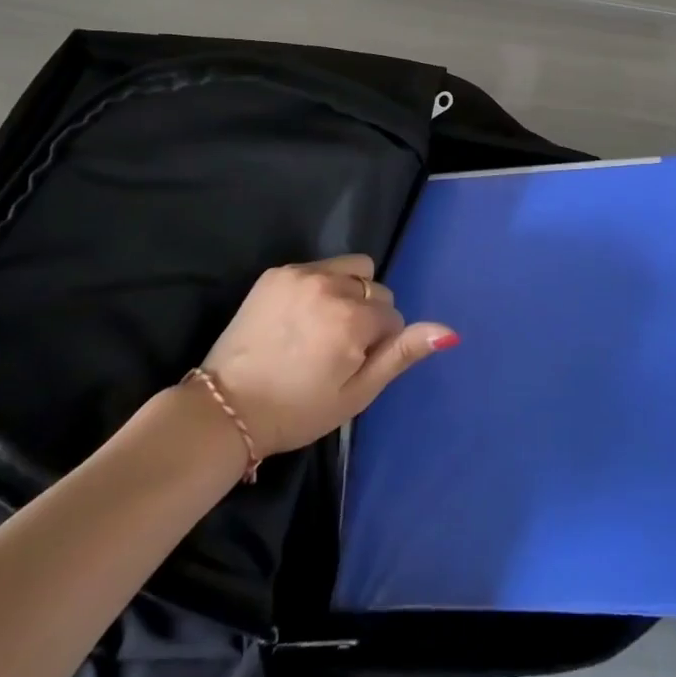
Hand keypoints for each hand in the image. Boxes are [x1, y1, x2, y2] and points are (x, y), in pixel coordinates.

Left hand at [198, 255, 457, 456]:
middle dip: (367, 314)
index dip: (379, 343)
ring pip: (352, 269)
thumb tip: (449, 331)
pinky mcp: (277, 272)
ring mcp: (301, 274)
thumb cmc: (298, 410)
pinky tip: (298, 318)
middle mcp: (331, 285)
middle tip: (336, 348)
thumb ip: (401, 354)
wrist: (226, 408)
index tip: (352, 364)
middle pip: (375, 289)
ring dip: (348, 292)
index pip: (392, 316)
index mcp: (353, 318)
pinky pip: (319, 266)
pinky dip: (319, 286)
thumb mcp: (357, 393)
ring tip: (322, 325)